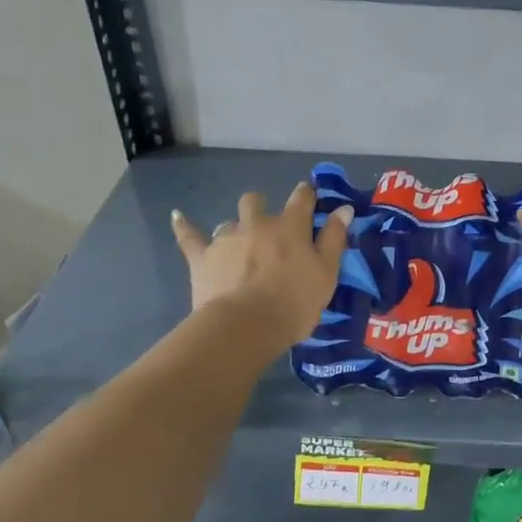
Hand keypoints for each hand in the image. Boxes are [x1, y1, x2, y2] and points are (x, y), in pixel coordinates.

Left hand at [171, 183, 352, 352]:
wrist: (245, 326)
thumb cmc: (294, 302)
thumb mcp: (326, 273)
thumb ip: (334, 238)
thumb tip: (343, 208)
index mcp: (290, 227)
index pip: (301, 199)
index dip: (306, 194)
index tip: (308, 195)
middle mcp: (257, 224)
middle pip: (256, 201)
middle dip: (262, 206)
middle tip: (268, 225)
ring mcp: (226, 238)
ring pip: (229, 222)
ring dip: (236, 229)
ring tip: (239, 245)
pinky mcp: (201, 257)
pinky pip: (189, 236)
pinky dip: (184, 226)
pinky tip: (177, 216)